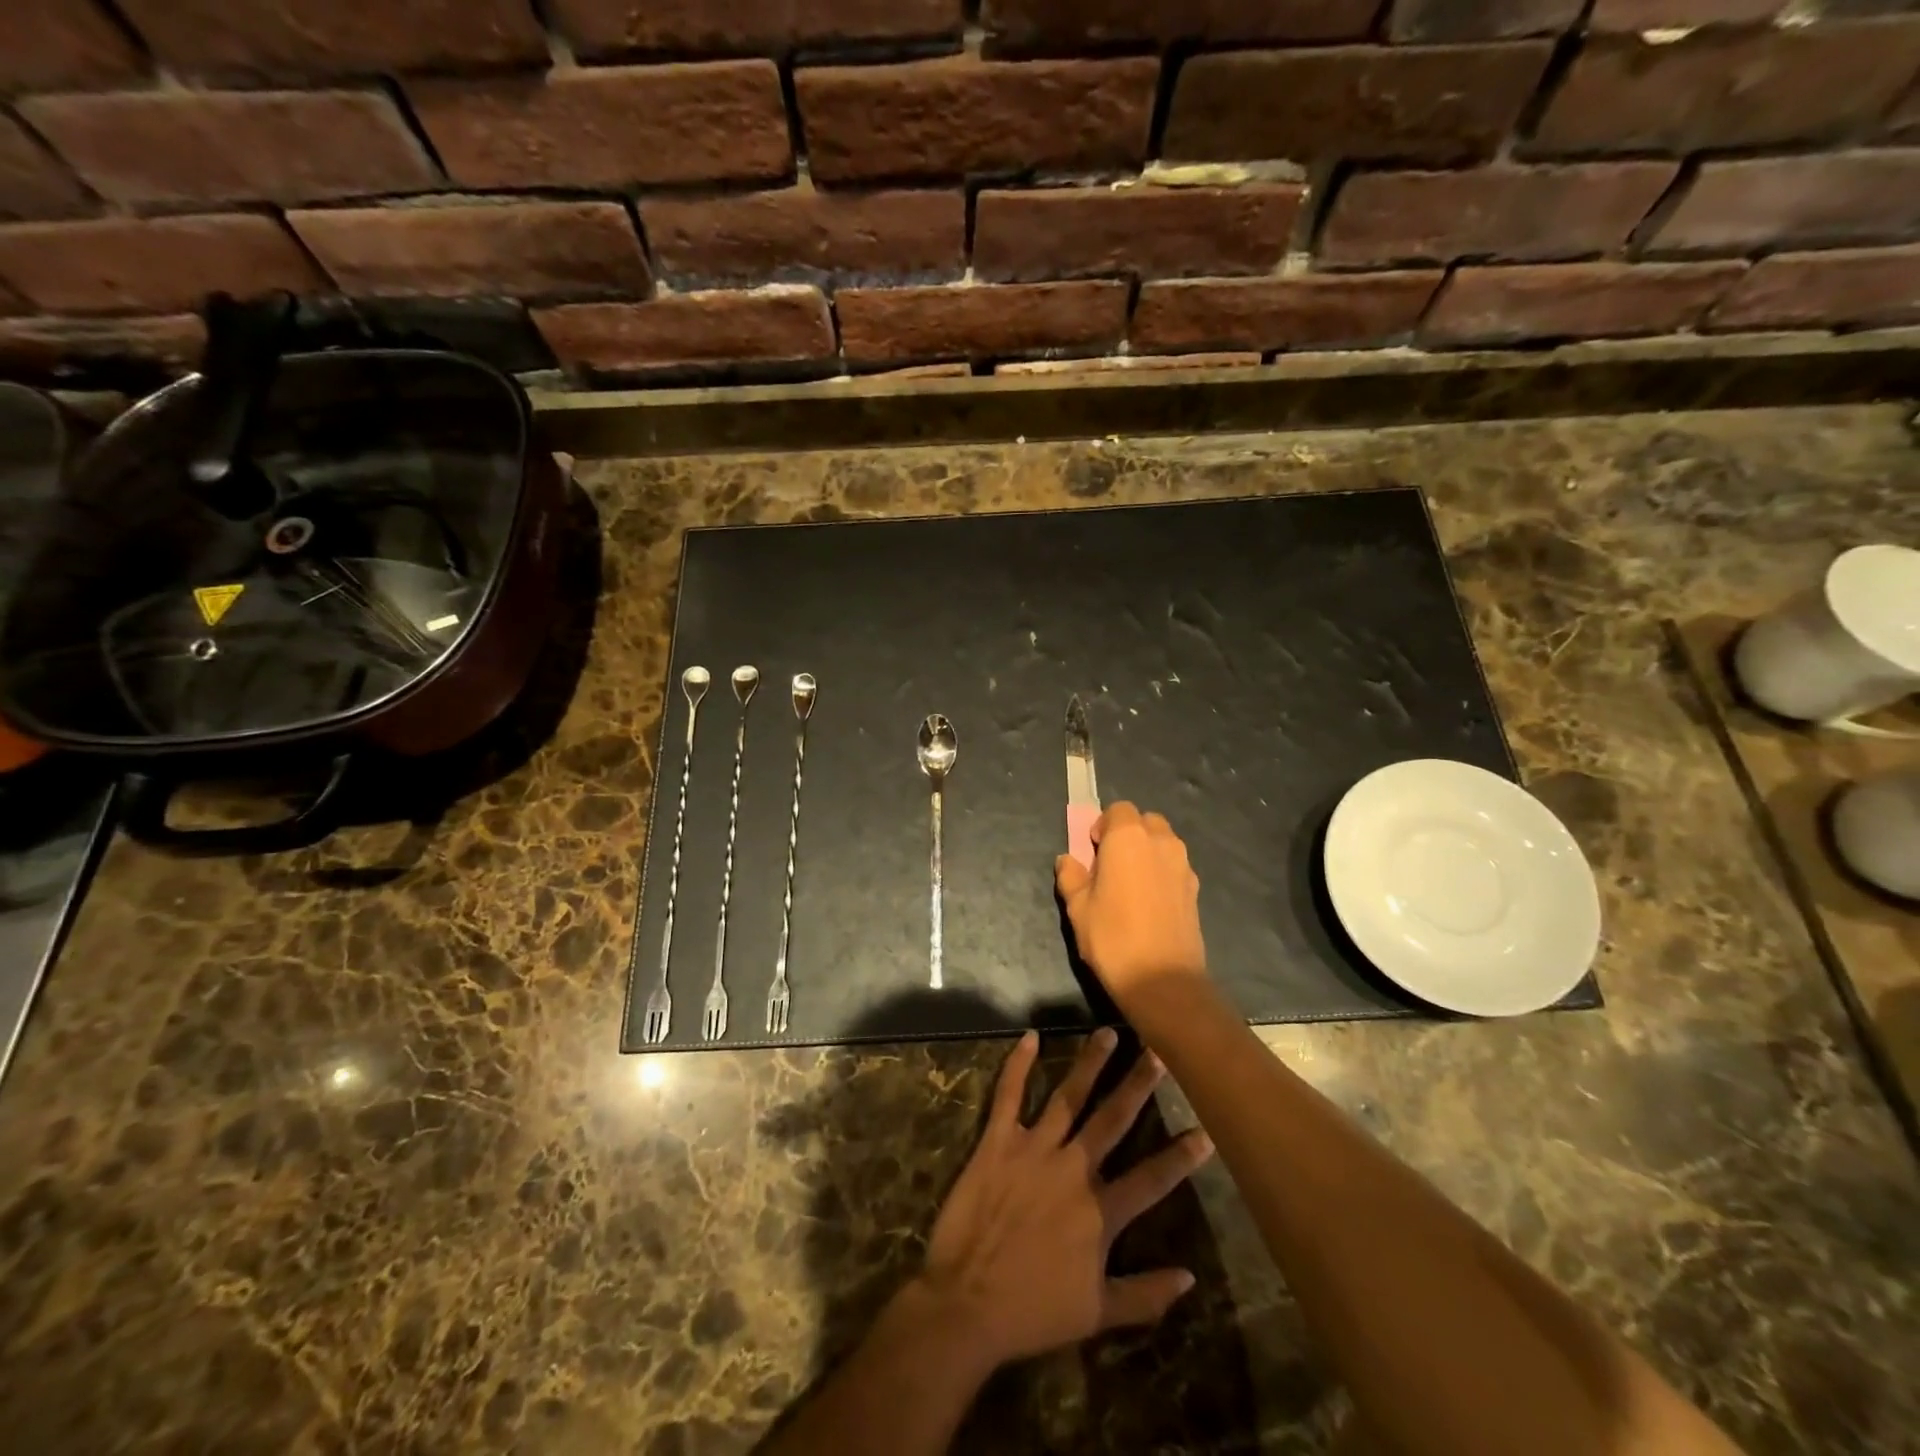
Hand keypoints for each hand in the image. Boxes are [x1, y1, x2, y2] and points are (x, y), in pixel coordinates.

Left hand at [914, 1028, 1212, 1371]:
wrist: (967, 1302)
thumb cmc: (1032, 1311)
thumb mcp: (1097, 1314)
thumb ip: (1145, 1295)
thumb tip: (1190, 1278)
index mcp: (1100, 1211)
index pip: (1151, 1179)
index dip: (1180, 1157)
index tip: (1205, 1132)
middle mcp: (1073, 1169)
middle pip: (1113, 1119)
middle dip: (1137, 1085)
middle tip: (1157, 1053)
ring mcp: (1034, 1149)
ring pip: (1069, 1097)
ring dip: (1089, 1063)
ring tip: (1107, 1033)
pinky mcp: (998, 1140)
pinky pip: (1009, 1094)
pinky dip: (1018, 1064)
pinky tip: (1029, 1037)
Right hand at [1055, 802, 1207, 1006]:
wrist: (1163, 980)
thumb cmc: (1112, 937)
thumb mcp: (1078, 908)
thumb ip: (1071, 877)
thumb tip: (1067, 860)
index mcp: (1128, 837)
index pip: (1119, 810)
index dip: (1104, 826)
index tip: (1094, 851)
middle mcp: (1161, 842)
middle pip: (1145, 821)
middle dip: (1128, 834)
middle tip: (1111, 865)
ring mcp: (1183, 865)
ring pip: (1164, 842)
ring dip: (1147, 852)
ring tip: (1131, 884)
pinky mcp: (1196, 889)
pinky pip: (1175, 866)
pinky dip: (1162, 872)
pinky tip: (1150, 903)